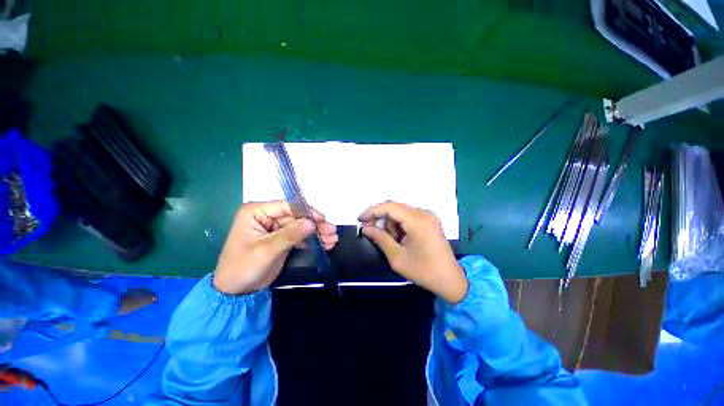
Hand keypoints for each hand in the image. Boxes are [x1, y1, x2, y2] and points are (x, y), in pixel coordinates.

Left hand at [214, 201, 337, 294]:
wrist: (235, 292)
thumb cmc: (243, 268)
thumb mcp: (266, 250)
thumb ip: (290, 235)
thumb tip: (312, 222)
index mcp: (256, 212)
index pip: (287, 206)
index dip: (307, 212)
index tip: (323, 220)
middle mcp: (267, 216)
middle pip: (297, 216)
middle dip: (315, 225)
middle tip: (332, 232)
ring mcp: (275, 228)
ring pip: (300, 226)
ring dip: (317, 233)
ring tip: (332, 239)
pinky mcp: (281, 239)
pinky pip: (299, 236)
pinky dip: (312, 240)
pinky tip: (325, 244)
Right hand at [358, 201, 467, 303]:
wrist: (450, 280)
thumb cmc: (424, 271)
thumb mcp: (397, 257)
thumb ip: (380, 239)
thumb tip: (365, 228)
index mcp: (418, 220)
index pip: (389, 207)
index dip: (372, 211)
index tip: (359, 220)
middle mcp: (424, 213)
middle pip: (394, 207)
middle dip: (379, 218)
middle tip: (369, 231)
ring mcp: (428, 216)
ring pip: (400, 212)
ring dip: (390, 223)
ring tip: (390, 241)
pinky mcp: (429, 220)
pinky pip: (408, 217)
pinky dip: (399, 225)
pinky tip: (399, 239)